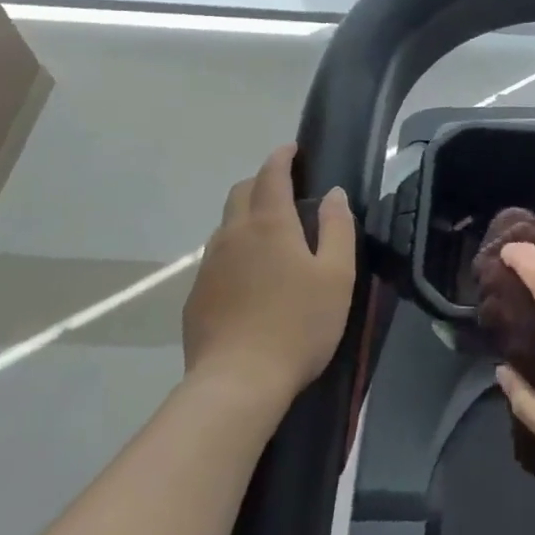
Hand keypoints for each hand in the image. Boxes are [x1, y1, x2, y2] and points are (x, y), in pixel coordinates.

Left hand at [182, 143, 355, 407]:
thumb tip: (333, 194)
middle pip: (241, 192)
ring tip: (271, 237)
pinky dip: (235, 250)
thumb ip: (337, 228)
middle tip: (286, 192)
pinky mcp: (196, 296)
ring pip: (226, 225)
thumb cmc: (298, 325)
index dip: (282, 156)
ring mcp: (209, 265)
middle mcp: (233, 234)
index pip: (271, 174)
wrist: (236, 384)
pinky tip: (251, 279)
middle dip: (262, 182)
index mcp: (269, 223)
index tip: (293, 149)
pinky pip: (216, 258)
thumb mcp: (336, 275)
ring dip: (246, 217)